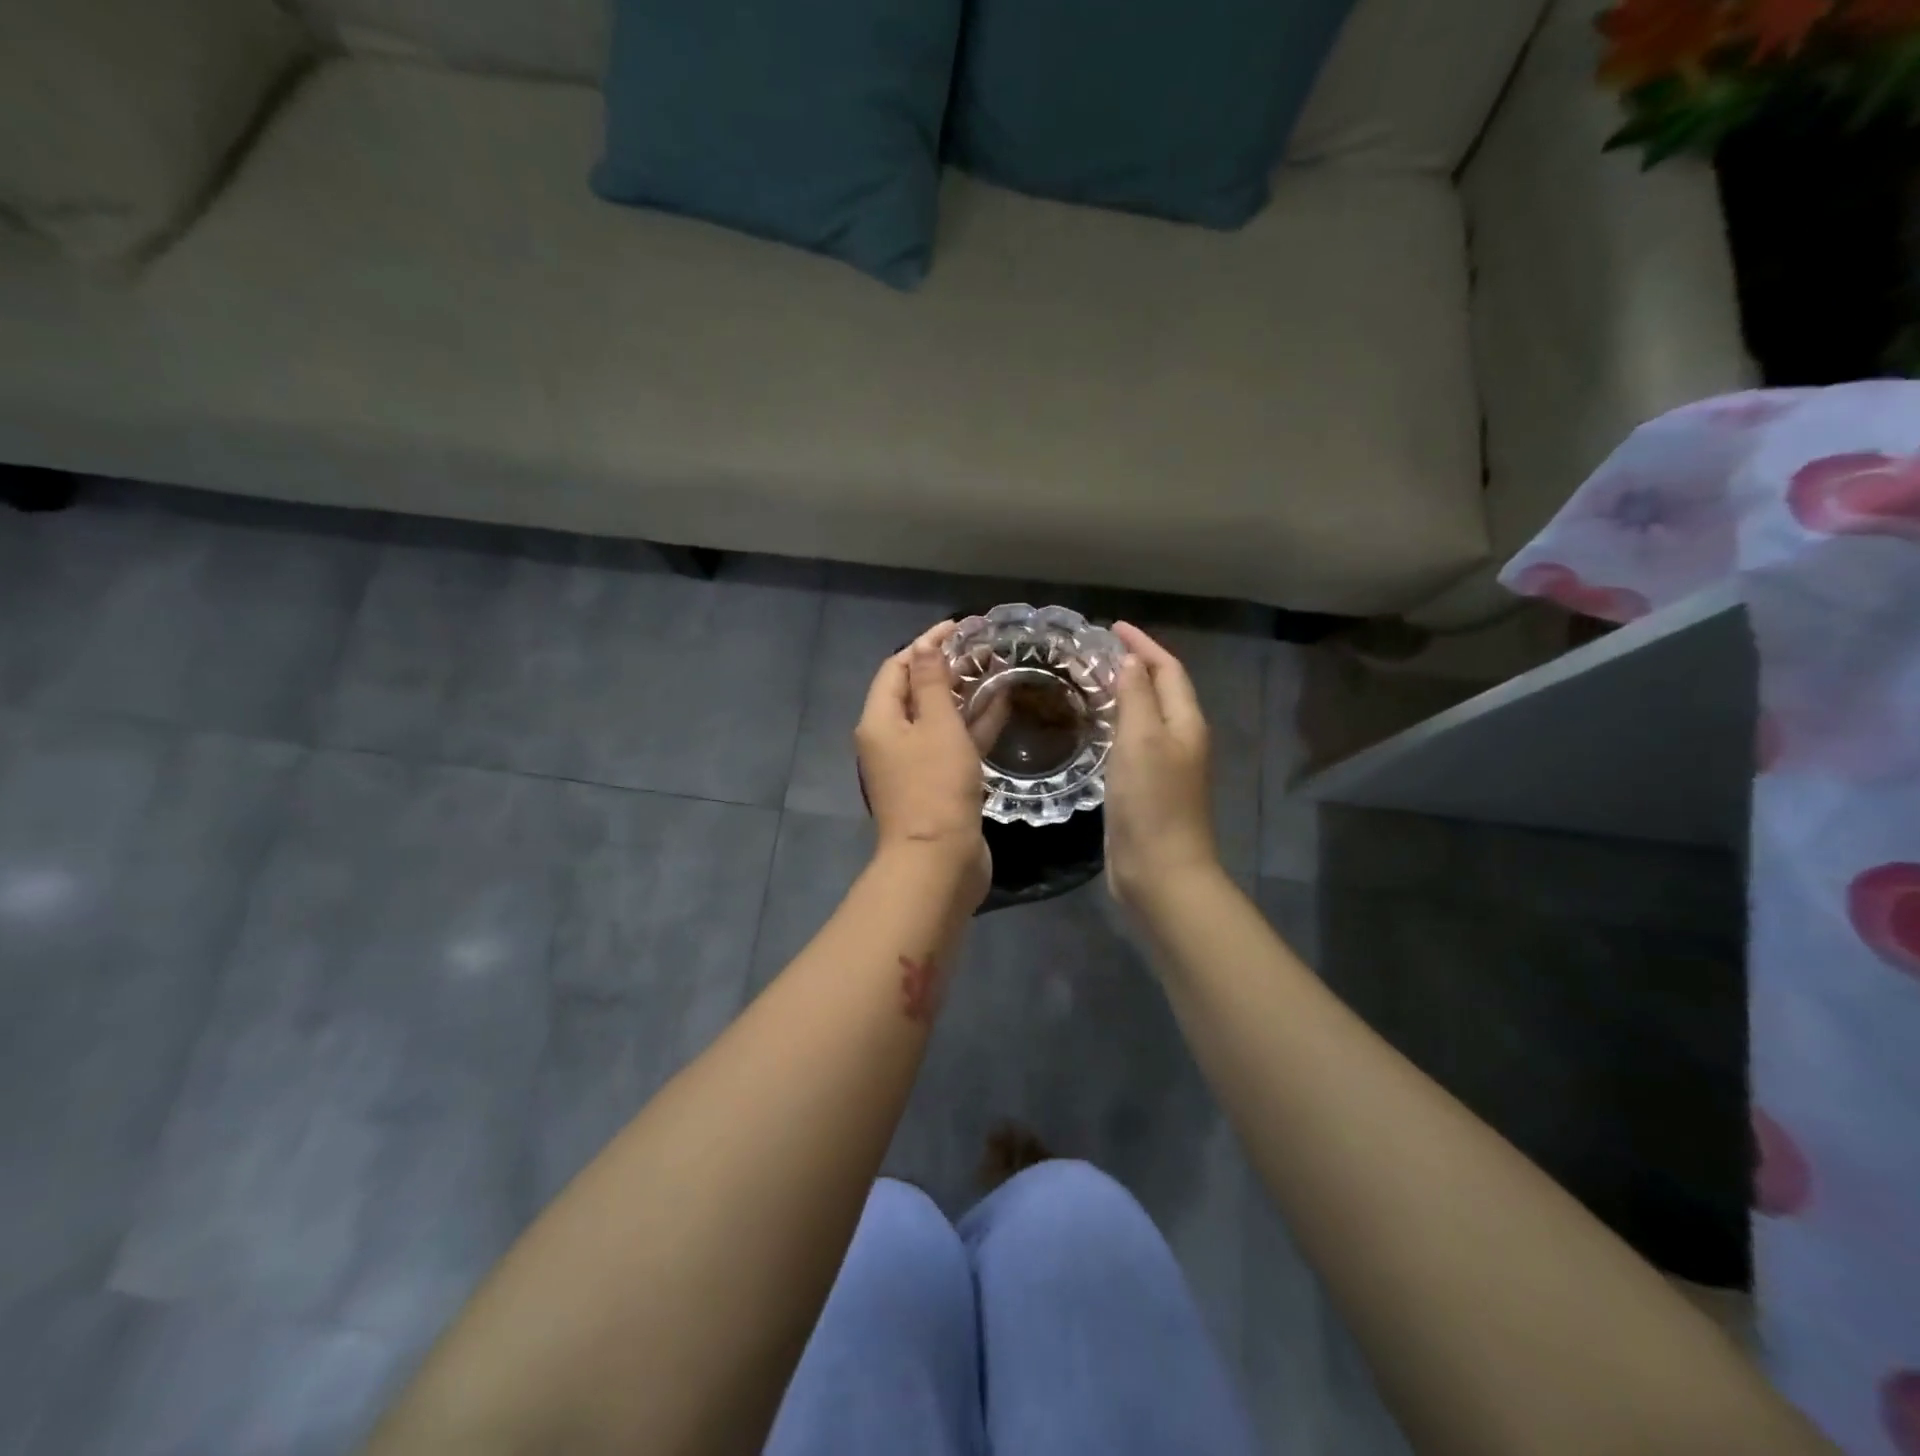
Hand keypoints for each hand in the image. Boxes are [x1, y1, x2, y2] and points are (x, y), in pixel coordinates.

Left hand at [856, 621, 991, 905]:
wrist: (939, 861)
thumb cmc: (935, 787)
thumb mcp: (936, 727)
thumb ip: (932, 683)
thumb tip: (926, 645)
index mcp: (879, 721)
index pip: (896, 668)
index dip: (924, 645)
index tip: (959, 628)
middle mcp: (890, 739)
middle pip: (915, 692)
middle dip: (946, 668)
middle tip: (983, 649)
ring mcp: (914, 764)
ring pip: (938, 719)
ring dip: (963, 695)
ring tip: (996, 669)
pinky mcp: (937, 784)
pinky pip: (953, 744)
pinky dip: (972, 725)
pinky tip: (1002, 705)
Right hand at [1105, 622, 1218, 907]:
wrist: (1160, 871)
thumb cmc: (1152, 802)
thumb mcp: (1141, 740)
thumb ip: (1136, 697)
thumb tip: (1131, 663)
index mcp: (1186, 722)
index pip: (1168, 669)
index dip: (1143, 645)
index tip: (1112, 627)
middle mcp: (1181, 739)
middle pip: (1161, 690)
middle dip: (1134, 666)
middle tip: (1095, 653)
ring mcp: (1165, 766)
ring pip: (1146, 716)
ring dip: (1124, 694)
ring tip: (1090, 681)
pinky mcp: (1147, 788)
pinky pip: (1134, 742)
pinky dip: (1117, 724)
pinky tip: (1094, 728)